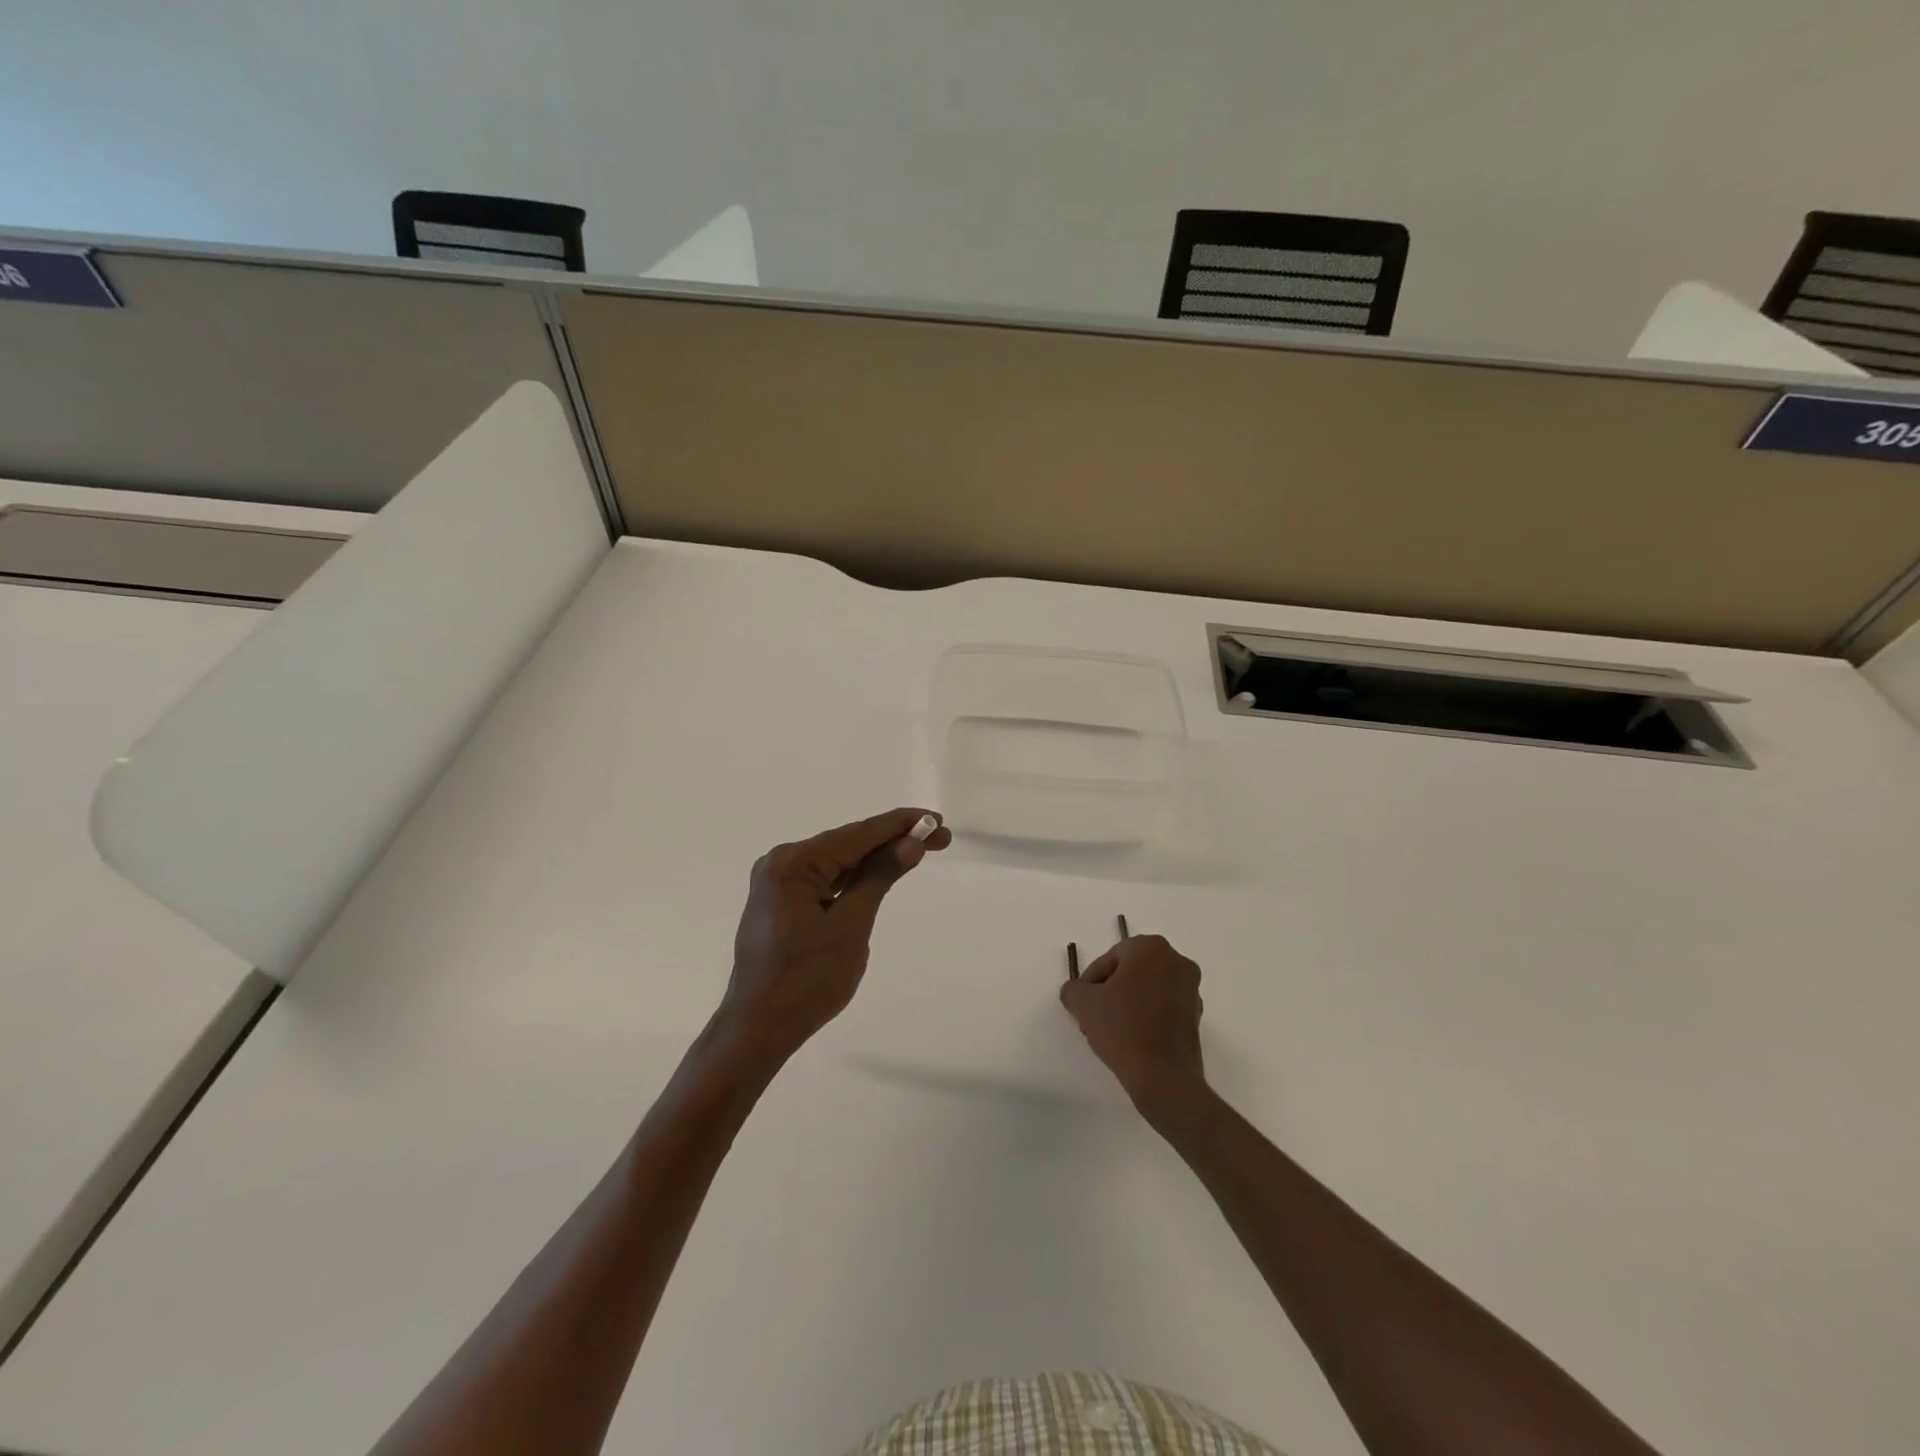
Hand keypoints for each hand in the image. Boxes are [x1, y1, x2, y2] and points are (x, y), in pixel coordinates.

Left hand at [718, 808, 950, 1062]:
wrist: (758, 1030)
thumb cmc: (806, 981)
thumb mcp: (851, 926)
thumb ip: (879, 877)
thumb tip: (911, 843)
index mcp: (793, 863)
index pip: (858, 835)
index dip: (900, 825)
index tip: (937, 820)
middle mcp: (782, 863)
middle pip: (848, 844)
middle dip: (893, 841)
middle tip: (940, 839)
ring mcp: (778, 883)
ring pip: (838, 862)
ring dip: (876, 858)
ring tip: (919, 852)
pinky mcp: (782, 903)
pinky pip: (825, 880)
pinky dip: (854, 878)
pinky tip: (879, 874)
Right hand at [1060, 933, 1205, 1109]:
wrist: (1163, 1076)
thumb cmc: (1122, 1027)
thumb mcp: (1084, 1003)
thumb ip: (1073, 989)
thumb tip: (1076, 992)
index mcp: (1151, 948)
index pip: (1111, 957)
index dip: (1091, 980)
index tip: (1082, 1003)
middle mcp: (1176, 961)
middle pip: (1131, 972)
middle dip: (1110, 991)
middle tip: (1093, 1015)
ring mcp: (1191, 990)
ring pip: (1147, 989)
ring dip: (1127, 1004)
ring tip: (1109, 1031)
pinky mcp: (1196, 1017)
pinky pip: (1163, 1007)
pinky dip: (1146, 1016)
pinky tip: (1130, 1040)